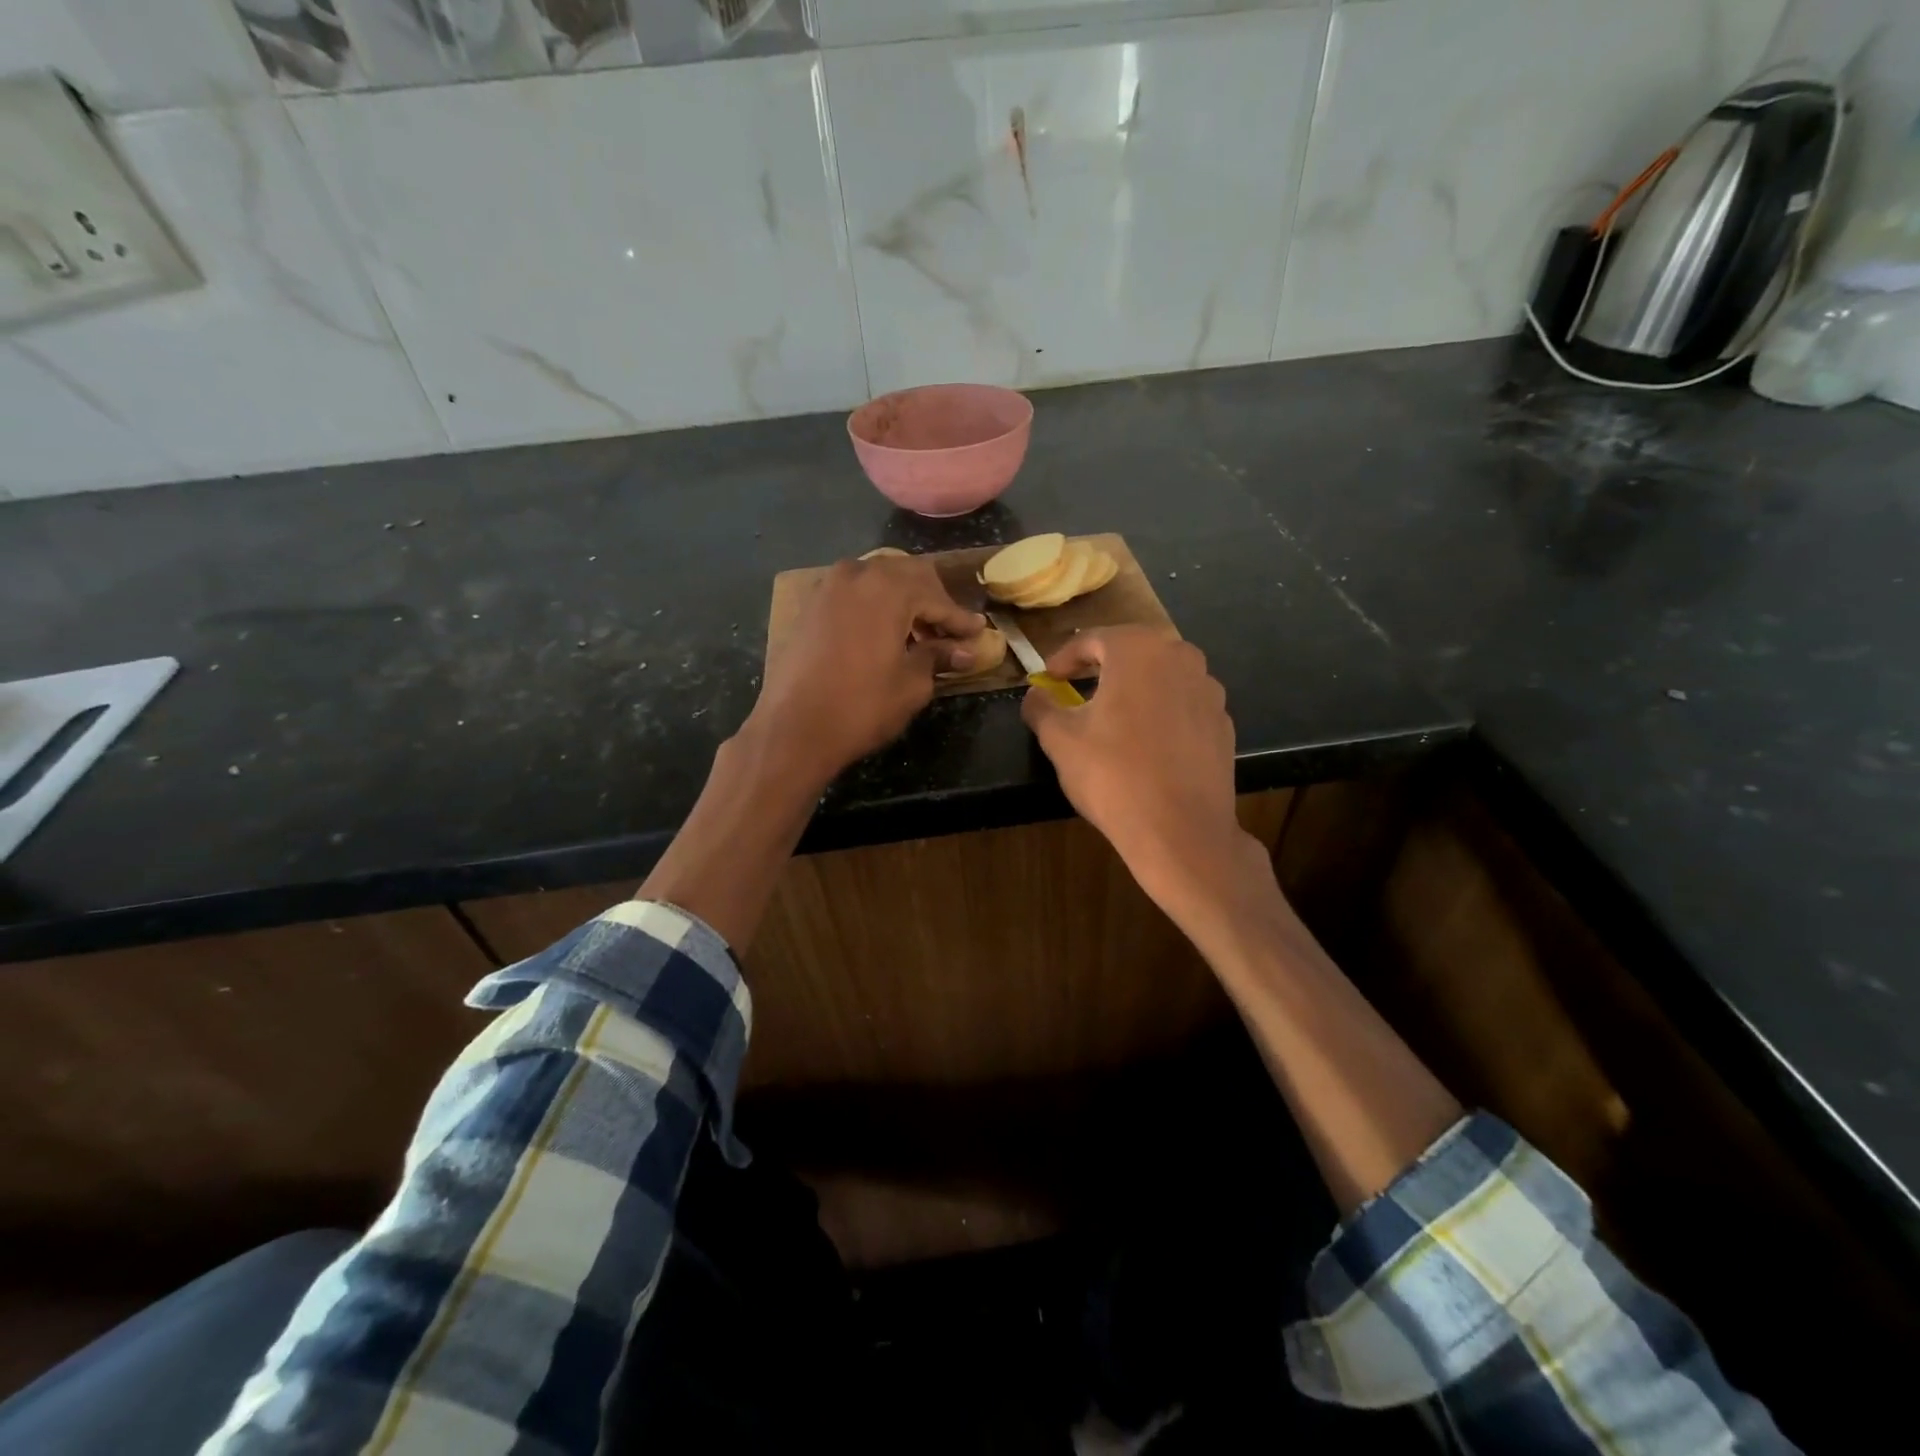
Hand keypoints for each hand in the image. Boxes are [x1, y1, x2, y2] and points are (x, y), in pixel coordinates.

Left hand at [744, 553, 983, 787]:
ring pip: (878, 579)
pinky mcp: (810, 605)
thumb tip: (964, 651)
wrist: (793, 728)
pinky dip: (874, 605)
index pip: (937, 597)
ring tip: (917, 633)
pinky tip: (883, 633)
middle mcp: (858, 574)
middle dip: (933, 601)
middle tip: (949, 631)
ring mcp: (828, 586)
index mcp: (889, 588)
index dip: (959, 618)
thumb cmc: (861, 707)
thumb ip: (938, 657)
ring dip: (903, 600)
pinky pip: (853, 592)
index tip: (977, 633)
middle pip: (908, 575)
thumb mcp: (911, 684)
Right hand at [1022, 627, 1265, 920]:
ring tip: (1112, 718)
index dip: (1063, 659)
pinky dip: (1160, 713)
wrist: (1181, 831)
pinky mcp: (1223, 722)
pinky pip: (1182, 705)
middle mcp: (1181, 657)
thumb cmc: (1113, 776)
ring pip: (1160, 677)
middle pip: (1131, 652)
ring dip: (1133, 689)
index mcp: (1139, 650)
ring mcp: (1209, 689)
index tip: (1047, 679)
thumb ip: (1041, 707)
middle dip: (1101, 668)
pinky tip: (1146, 744)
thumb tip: (1035, 694)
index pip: (1092, 640)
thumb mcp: (1060, 740)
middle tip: (1076, 690)